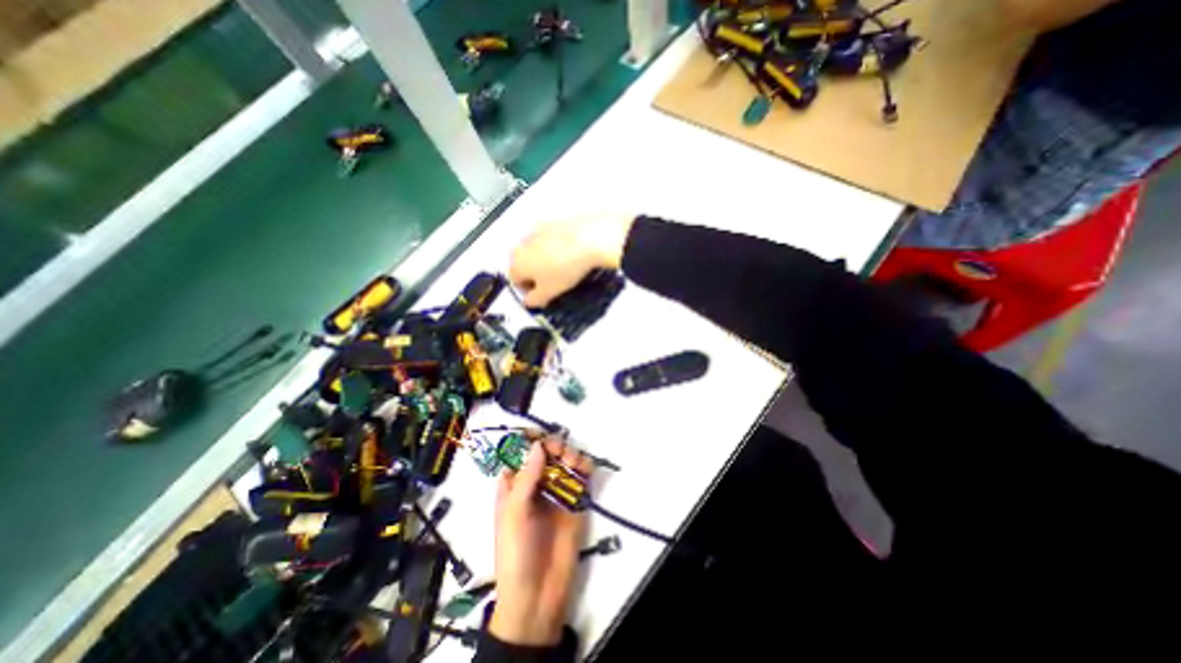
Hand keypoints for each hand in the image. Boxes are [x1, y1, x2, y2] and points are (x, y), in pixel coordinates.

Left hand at [494, 438, 595, 645]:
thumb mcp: (514, 513)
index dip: (529, 440)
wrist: (538, 594)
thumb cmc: (516, 551)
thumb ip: (527, 477)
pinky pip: (581, 477)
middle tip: (560, 452)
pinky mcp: (576, 501)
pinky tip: (585, 470)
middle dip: (554, 445)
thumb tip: (538, 444)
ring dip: (571, 454)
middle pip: (547, 452)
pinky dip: (585, 468)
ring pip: (565, 461)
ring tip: (574, 464)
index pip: (521, 453)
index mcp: (514, 485)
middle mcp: (536, 483)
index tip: (540, 436)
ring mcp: (557, 491)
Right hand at [509, 214, 636, 306]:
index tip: (542, 295)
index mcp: (517, 264)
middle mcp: (520, 246)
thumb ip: (534, 300)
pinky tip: (565, 251)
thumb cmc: (565, 269)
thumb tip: (528, 302)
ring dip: (541, 259)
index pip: (515, 281)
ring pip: (533, 250)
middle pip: (521, 264)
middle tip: (549, 281)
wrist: (587, 239)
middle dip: (532, 273)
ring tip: (559, 266)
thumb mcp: (549, 292)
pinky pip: (545, 238)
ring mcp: (534, 232)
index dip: (527, 290)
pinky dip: (551, 246)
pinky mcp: (549, 222)